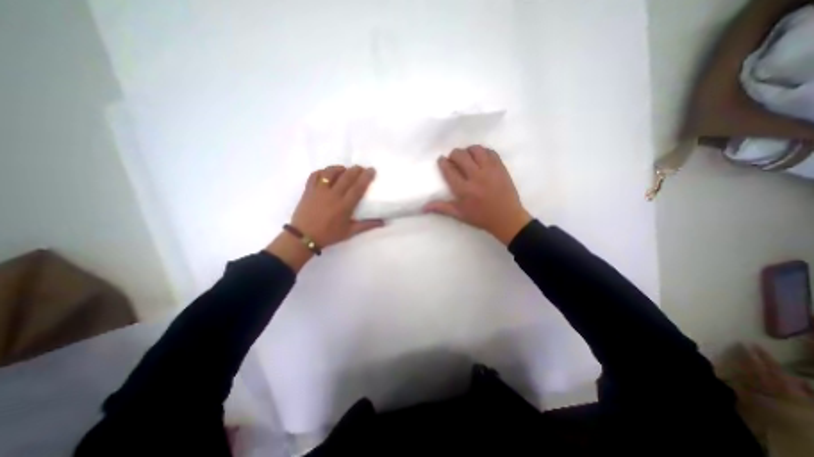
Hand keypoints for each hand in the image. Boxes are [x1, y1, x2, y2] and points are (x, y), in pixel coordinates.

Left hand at [290, 165, 385, 247]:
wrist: (303, 237)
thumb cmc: (329, 235)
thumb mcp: (350, 232)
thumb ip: (367, 225)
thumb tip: (383, 222)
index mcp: (344, 206)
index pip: (358, 187)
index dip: (366, 177)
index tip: (371, 170)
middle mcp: (333, 195)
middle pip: (346, 177)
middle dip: (356, 169)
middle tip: (361, 168)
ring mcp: (319, 191)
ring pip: (330, 173)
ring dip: (339, 168)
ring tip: (345, 169)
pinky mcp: (308, 190)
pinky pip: (315, 175)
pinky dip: (322, 171)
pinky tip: (327, 173)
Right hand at [422, 146, 531, 245]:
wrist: (507, 218)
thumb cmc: (481, 217)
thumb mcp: (459, 214)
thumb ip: (441, 208)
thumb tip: (423, 207)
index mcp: (463, 190)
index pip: (449, 170)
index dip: (443, 162)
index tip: (441, 160)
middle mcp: (475, 177)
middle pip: (460, 156)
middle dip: (453, 154)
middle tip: (453, 158)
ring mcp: (489, 170)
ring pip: (476, 150)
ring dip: (468, 150)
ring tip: (467, 157)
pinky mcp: (500, 167)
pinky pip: (490, 152)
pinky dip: (483, 151)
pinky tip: (480, 158)